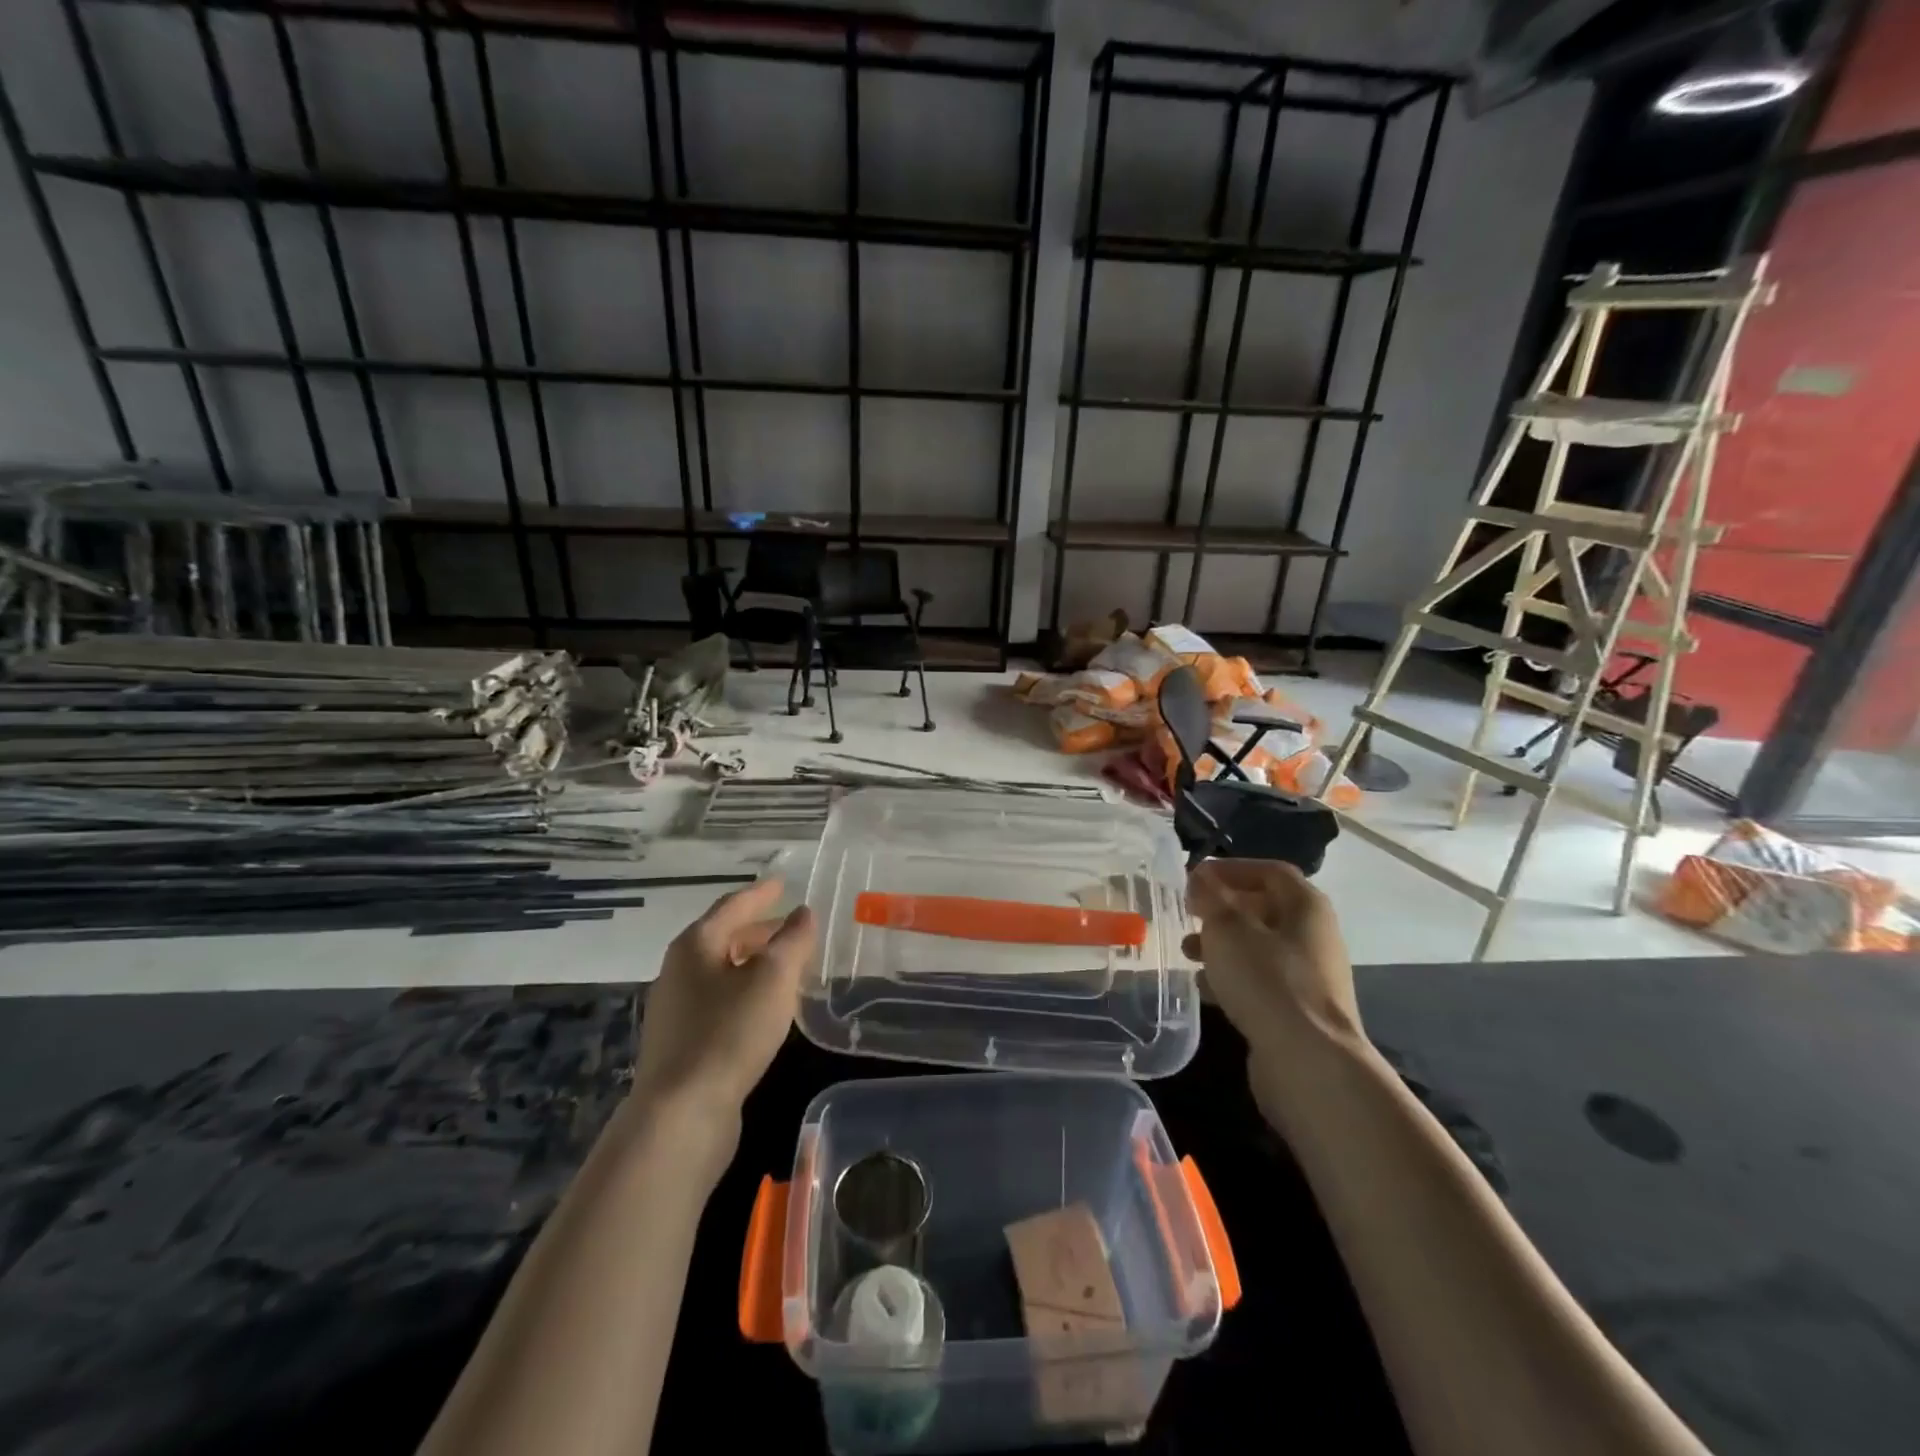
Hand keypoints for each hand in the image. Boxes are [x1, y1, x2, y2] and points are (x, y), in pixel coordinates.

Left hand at [633, 878, 816, 1121]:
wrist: (681, 1114)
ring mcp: (676, 1008)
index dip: (761, 893)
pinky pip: (719, 1000)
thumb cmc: (729, 1032)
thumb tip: (804, 913)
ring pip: (722, 971)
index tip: (782, 883)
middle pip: (723, 937)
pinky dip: (745, 991)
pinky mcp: (682, 1042)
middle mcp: (678, 970)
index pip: (732, 905)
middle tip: (792, 927)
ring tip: (787, 966)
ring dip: (753, 962)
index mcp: (695, 945)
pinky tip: (766, 1008)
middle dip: (759, 929)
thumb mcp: (773, 978)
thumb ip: (793, 940)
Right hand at [1183, 859, 1363, 1125]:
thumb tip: (1202, 877)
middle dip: (1222, 909)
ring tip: (1186, 952)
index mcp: (1306, 906)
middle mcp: (1314, 936)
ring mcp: (1309, 976)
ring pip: (1258, 947)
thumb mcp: (1228, 929)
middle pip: (1264, 908)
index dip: (1231, 868)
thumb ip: (1211, 897)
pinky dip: (1231, 977)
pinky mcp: (1298, 1011)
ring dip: (1222, 944)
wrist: (1308, 1062)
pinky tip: (1203, 988)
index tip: (1195, 877)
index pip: (1269, 871)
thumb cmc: (1267, 980)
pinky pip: (1260, 981)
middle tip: (1189, 913)